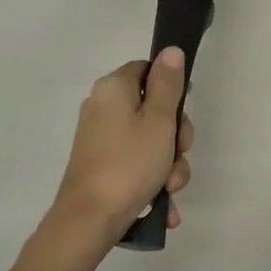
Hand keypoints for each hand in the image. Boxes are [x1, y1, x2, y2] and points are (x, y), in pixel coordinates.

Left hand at [51, 49, 193, 234]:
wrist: (89, 220)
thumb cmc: (129, 164)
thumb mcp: (159, 121)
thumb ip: (168, 84)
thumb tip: (171, 50)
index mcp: (113, 88)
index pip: (148, 70)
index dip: (172, 89)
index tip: (182, 115)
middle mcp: (103, 107)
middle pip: (153, 108)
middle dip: (175, 137)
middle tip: (179, 155)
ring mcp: (102, 138)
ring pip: (150, 140)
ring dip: (169, 165)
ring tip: (170, 189)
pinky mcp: (103, 164)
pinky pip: (137, 163)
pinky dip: (153, 180)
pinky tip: (164, 205)